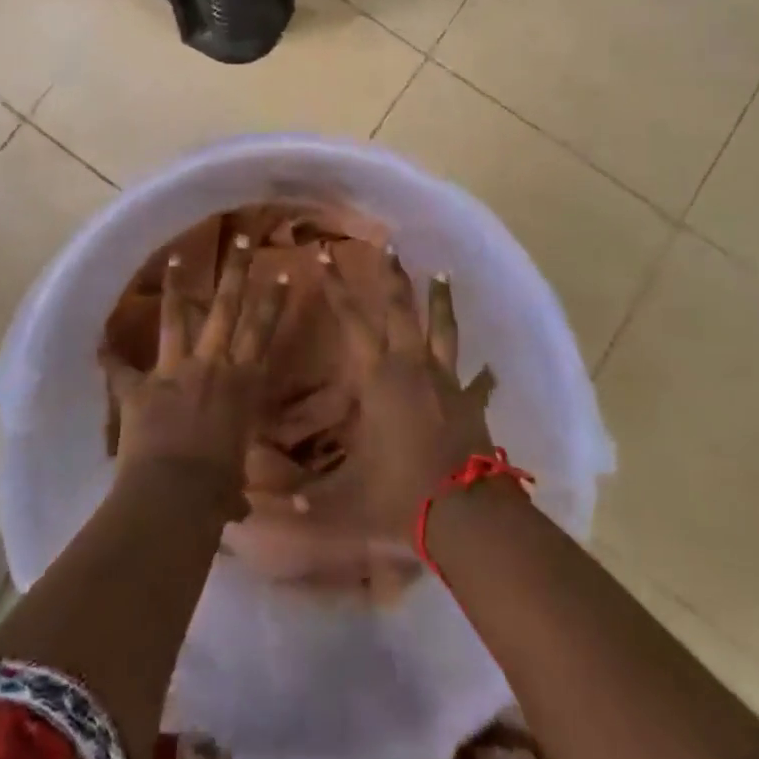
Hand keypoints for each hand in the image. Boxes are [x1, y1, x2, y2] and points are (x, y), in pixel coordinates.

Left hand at [100, 235, 285, 503]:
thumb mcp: (233, 483)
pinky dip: (107, 355)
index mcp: (242, 384)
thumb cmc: (216, 492)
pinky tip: (97, 338)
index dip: (274, 301)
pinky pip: (119, 368)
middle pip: (228, 308)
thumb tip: (238, 509)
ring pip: (177, 317)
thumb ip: (234, 486)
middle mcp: (213, 366)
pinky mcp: (140, 387)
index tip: (283, 271)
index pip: (263, 333)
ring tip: (177, 255)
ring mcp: (175, 371)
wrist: (175, 495)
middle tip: (242, 238)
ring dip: (177, 286)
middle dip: (237, 271)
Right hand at [326, 248, 497, 540]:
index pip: (351, 321)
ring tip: (441, 273)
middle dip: (393, 276)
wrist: (464, 513)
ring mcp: (446, 381)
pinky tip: (492, 368)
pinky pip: (478, 382)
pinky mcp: (471, 402)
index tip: (325, 255)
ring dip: (440, 300)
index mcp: (378, 378)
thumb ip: (308, 501)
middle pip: (402, 309)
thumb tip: (265, 512)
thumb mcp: (346, 498)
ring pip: (443, 329)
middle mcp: (412, 367)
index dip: (336, 287)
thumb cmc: (400, 494)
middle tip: (390, 245)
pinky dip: (484, 375)